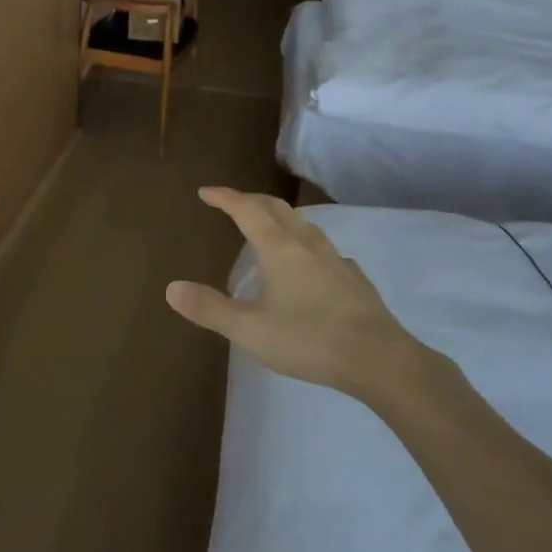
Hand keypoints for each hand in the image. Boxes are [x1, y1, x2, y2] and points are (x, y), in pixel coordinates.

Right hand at [166, 188, 416, 394]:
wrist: (380, 359)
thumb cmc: (309, 339)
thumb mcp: (250, 330)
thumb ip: (210, 308)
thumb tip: (172, 288)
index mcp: (278, 248)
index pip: (246, 209)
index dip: (224, 197)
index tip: (206, 192)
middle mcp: (306, 243)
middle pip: (275, 208)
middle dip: (250, 201)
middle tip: (232, 203)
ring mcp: (335, 259)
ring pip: (303, 225)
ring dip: (280, 218)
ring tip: (269, 228)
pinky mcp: (354, 279)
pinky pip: (324, 250)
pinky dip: (306, 246)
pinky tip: (310, 266)